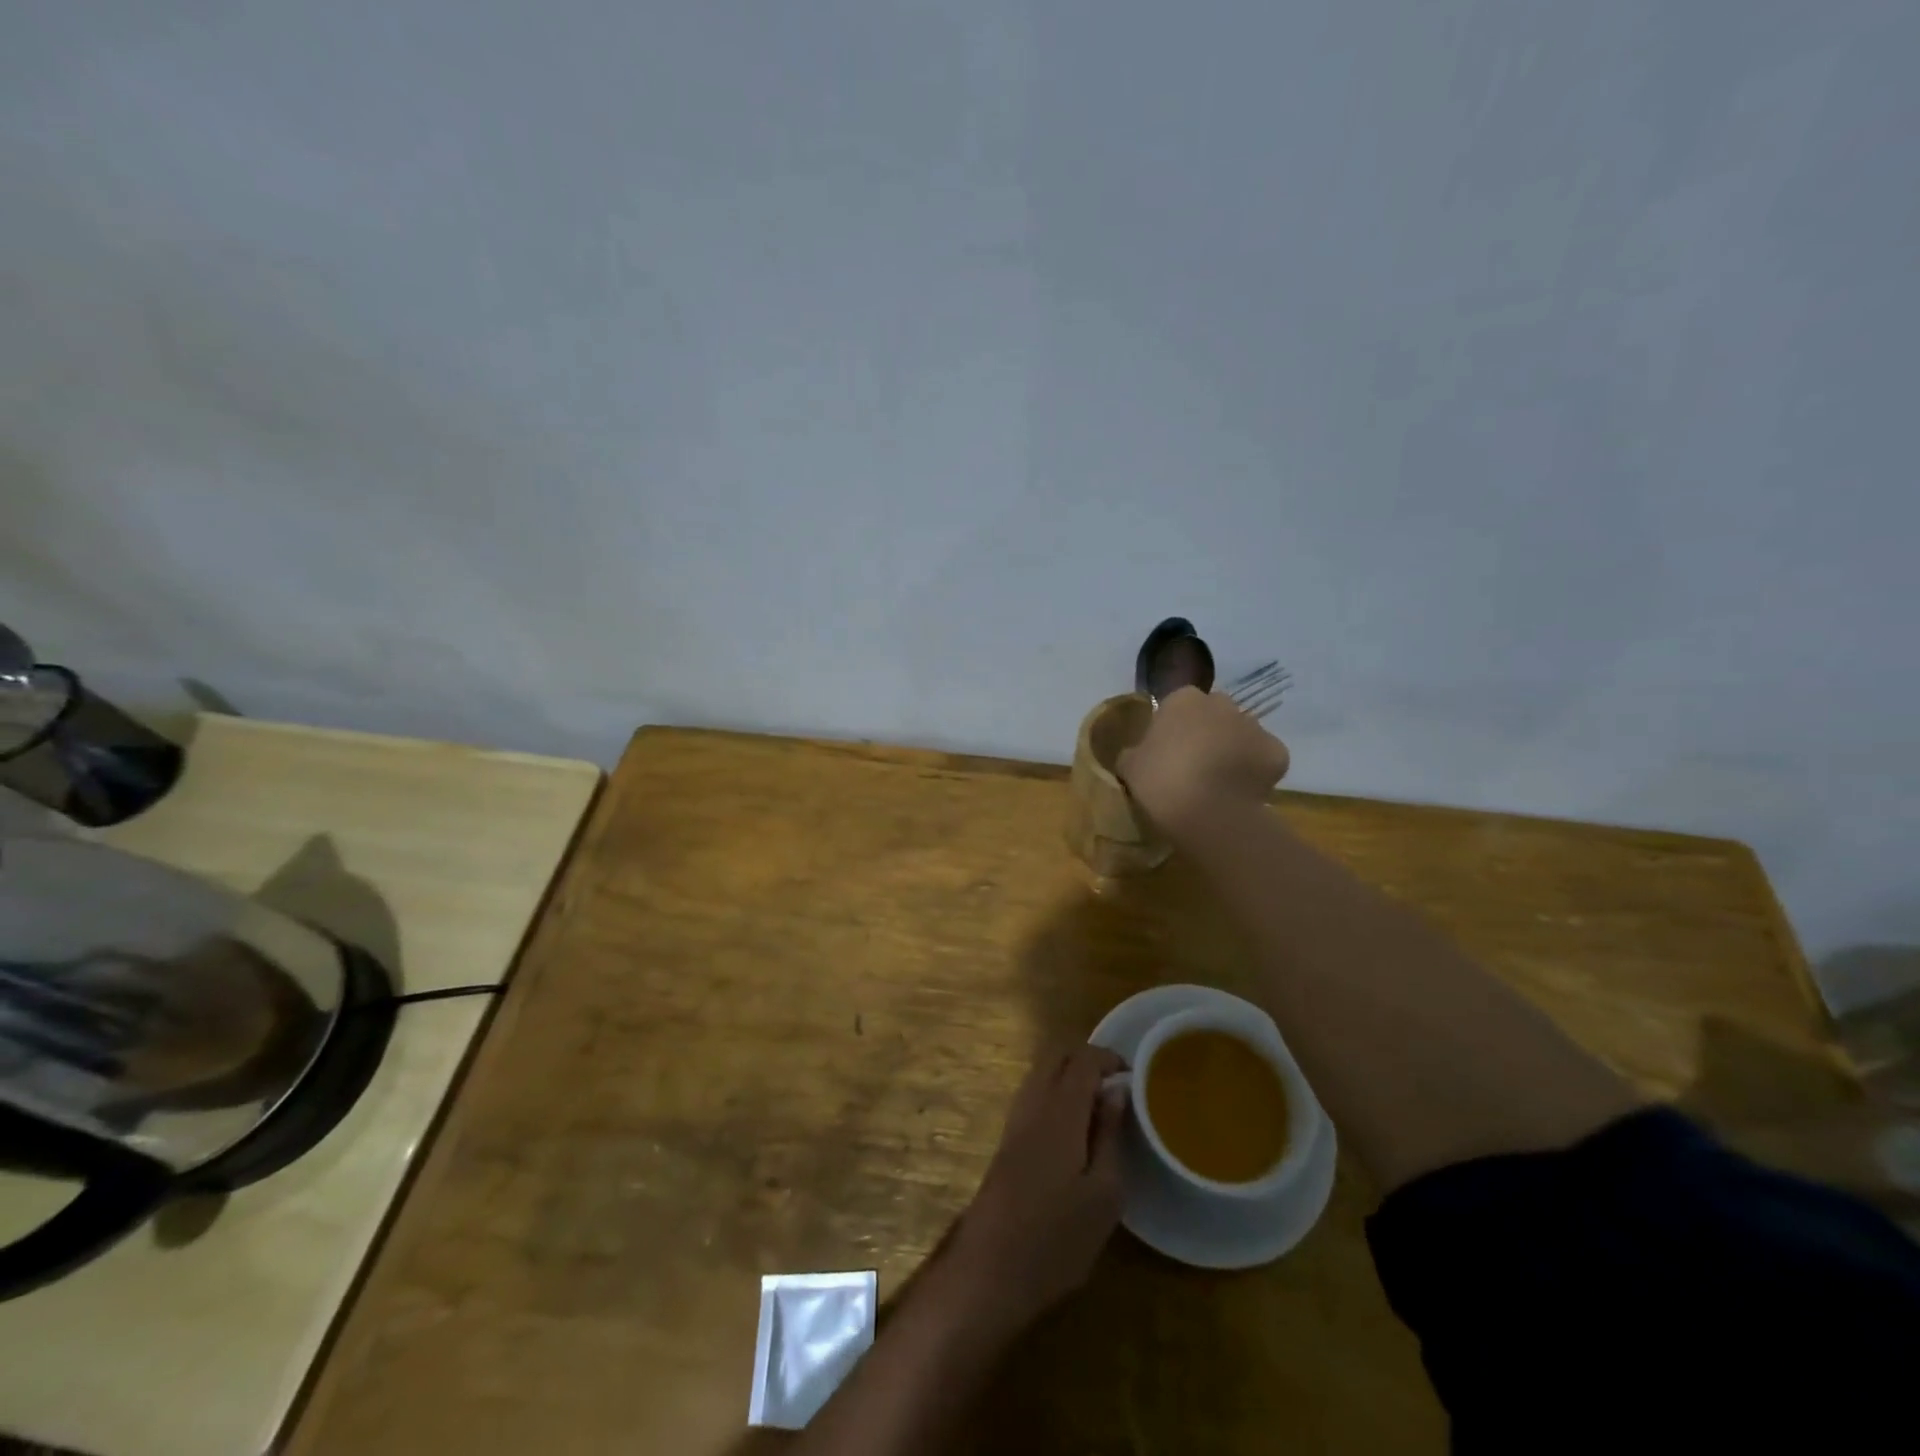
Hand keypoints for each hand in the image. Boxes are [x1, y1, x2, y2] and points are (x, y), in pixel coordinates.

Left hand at [948, 1044, 1127, 1333]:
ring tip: (1101, 1108)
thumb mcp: (1103, 1195)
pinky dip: (1056, 1092)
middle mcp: (1033, 1103)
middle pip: (1057, 1055)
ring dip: (1070, 1075)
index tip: (1135, 1078)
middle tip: (1117, 1087)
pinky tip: (1075, 1129)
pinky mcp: (1007, 1139)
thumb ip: (1110, 1135)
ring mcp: (1015, 1119)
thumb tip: (1117, 1091)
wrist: (990, 1270)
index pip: (1083, 1058)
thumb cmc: (1057, 1238)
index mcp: (1060, 1110)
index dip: (1109, 1059)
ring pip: (1042, 1072)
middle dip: (1088, 1059)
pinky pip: (1034, 1093)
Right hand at [1117, 685, 1289, 833]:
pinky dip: (1255, 770)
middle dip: (1206, 731)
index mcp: (1184, 700)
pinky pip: (1263, 757)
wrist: (1210, 813)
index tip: (1166, 751)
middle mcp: (1222, 704)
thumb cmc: (1162, 781)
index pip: (1178, 704)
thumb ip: (1133, 754)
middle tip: (1192, 763)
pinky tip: (1240, 791)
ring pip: (1240, 734)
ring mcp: (1254, 726)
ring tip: (1218, 782)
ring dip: (1231, 749)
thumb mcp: (1129, 767)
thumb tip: (1136, 755)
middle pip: (1214, 713)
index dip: (1173, 726)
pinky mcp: (1277, 752)